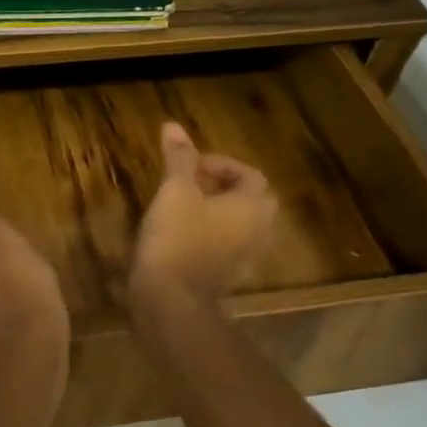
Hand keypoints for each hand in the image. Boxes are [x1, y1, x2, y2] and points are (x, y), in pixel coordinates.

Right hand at [132, 122, 277, 305]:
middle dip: (227, 187)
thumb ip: (179, 158)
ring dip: (221, 212)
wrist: (170, 300)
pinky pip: (228, 247)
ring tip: (189, 207)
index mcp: (251, 206)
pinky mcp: (226, 277)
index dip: (223, 164)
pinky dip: (213, 235)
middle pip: (254, 201)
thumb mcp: (175, 191)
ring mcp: (244, 258)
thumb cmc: (177, 238)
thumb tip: (173, 126)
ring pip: (242, 226)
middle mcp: (256, 231)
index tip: (193, 165)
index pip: (251, 175)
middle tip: (195, 183)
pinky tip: (184, 235)